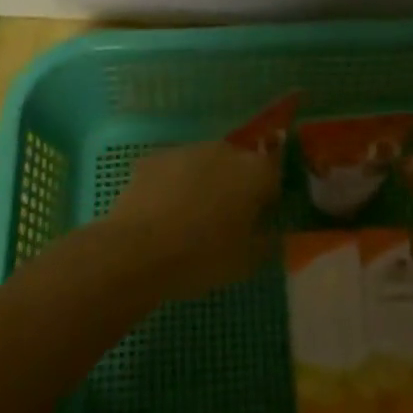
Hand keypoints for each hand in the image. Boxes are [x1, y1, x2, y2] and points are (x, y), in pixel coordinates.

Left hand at [102, 141, 280, 300]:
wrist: (137, 252)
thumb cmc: (202, 258)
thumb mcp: (246, 261)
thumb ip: (265, 240)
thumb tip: (268, 230)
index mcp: (254, 172)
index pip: (275, 171)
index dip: (269, 193)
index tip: (260, 215)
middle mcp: (224, 151)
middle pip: (238, 163)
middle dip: (236, 185)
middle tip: (225, 219)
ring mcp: (187, 150)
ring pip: (205, 164)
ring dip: (204, 182)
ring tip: (190, 217)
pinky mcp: (155, 158)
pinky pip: (174, 170)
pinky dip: (173, 185)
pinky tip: (162, 213)